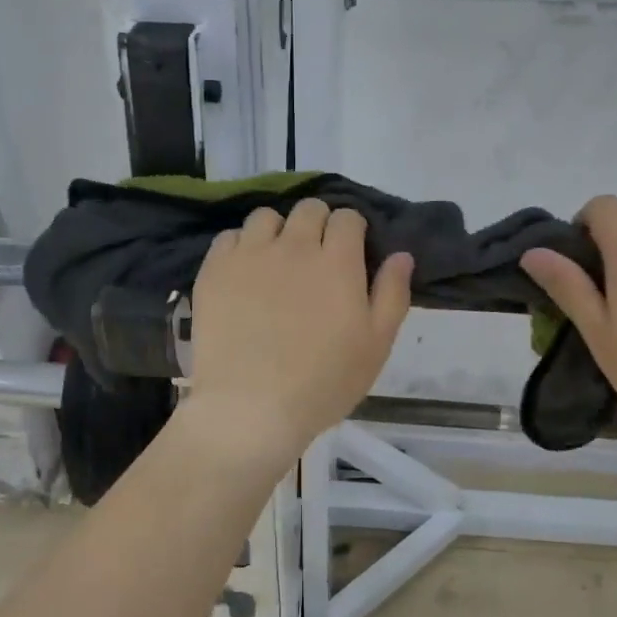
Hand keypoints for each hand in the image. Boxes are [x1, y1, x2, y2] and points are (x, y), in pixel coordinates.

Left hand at [177, 199, 412, 467]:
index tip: (350, 253)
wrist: (250, 407)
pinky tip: (244, 274)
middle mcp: (294, 246)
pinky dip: (240, 247)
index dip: (352, 230)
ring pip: (266, 216)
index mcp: (337, 261)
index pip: (348, 217)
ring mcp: (250, 255)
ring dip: (277, 231)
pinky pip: (229, 237)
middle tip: (317, 257)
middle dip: (318, 224)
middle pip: (309, 208)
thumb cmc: (323, 383)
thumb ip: (392, 294)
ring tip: (276, 261)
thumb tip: (401, 254)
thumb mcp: (376, 346)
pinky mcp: (215, 270)